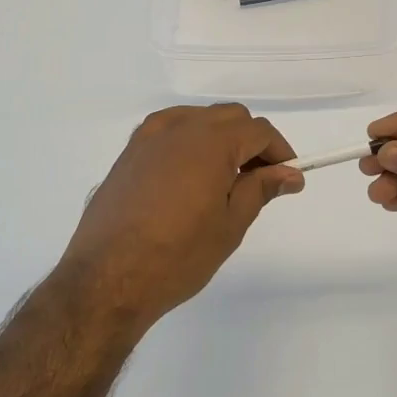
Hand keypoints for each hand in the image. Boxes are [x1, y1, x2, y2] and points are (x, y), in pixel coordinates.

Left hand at [57, 104, 303, 327]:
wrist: (106, 279)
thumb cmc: (177, 256)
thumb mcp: (229, 225)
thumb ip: (260, 189)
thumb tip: (290, 173)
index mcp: (211, 142)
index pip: (259, 131)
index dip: (280, 152)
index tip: (288, 179)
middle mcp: (180, 127)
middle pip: (230, 117)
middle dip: (251, 142)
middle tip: (258, 181)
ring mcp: (149, 136)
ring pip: (199, 119)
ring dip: (220, 137)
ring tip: (223, 179)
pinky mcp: (130, 152)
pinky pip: (170, 129)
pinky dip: (189, 140)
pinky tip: (188, 175)